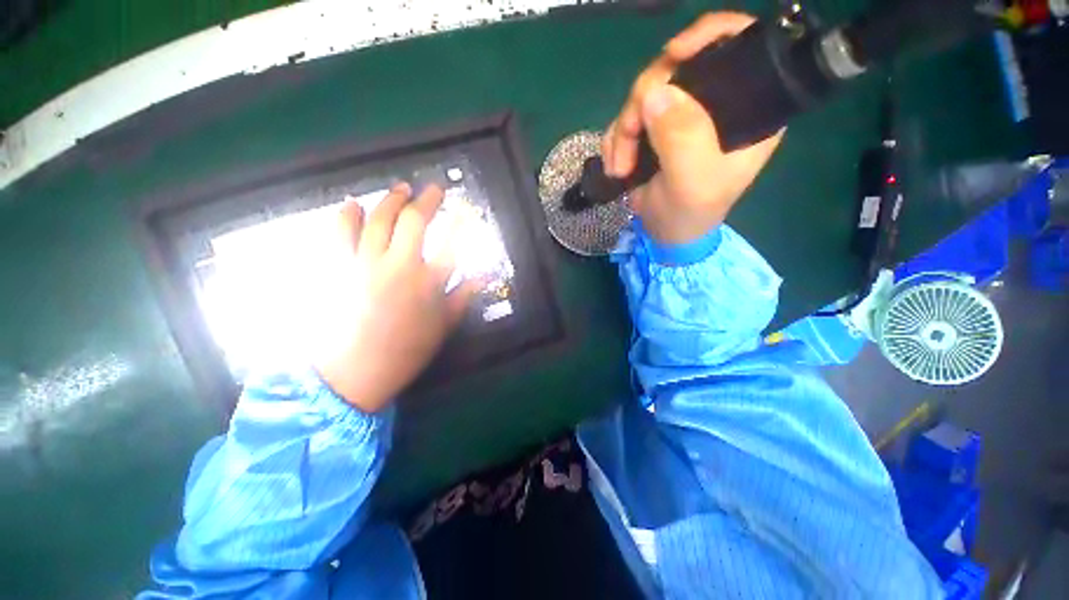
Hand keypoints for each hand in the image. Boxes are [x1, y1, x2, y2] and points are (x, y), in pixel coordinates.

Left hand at [314, 183, 479, 413]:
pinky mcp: (340, 268)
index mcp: (429, 282)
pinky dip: (347, 215)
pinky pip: (341, 233)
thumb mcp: (444, 326)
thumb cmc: (407, 350)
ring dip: (392, 199)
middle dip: (428, 200)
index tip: (466, 208)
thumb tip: (484, 276)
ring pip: (380, 219)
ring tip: (401, 189)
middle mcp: (400, 265)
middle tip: (434, 189)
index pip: (451, 242)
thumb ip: (463, 296)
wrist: (356, 371)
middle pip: (415, 221)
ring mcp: (366, 263)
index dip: (461, 221)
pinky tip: (354, 204)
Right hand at [602, 12, 783, 245]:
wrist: (665, 234)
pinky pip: (627, 118)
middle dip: (642, 102)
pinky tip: (615, 165)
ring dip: (623, 130)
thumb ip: (682, 137)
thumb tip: (653, 93)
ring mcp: (680, 115)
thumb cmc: (690, 213)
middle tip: (628, 139)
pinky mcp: (654, 129)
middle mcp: (714, 103)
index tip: (674, 55)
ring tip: (619, 166)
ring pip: (643, 95)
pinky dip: (615, 140)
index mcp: (747, 108)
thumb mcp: (693, 181)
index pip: (738, 46)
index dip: (707, 36)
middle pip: (675, 69)